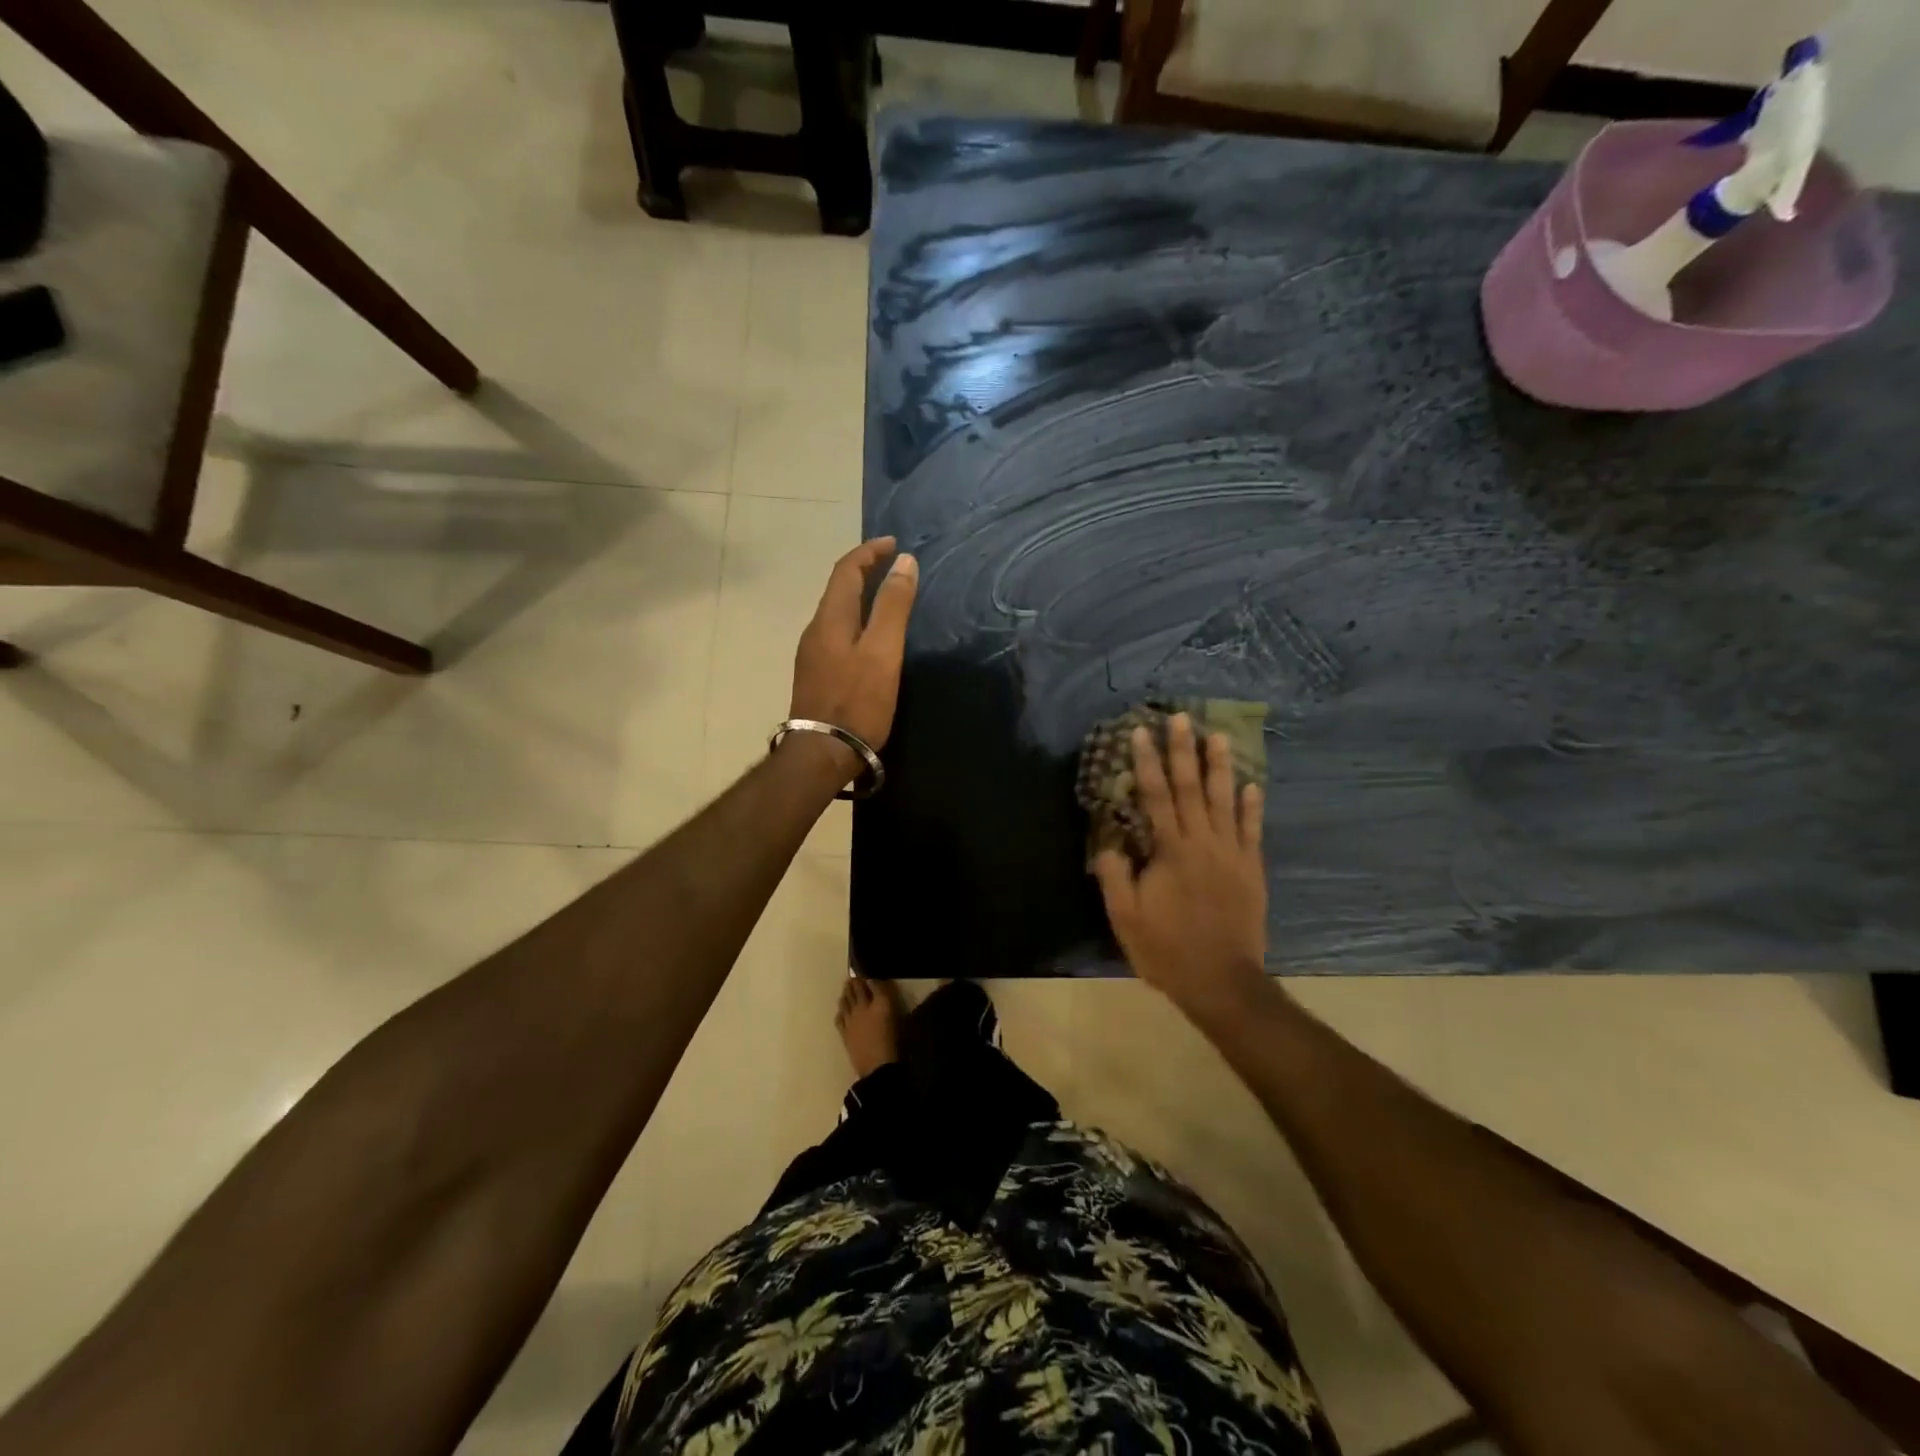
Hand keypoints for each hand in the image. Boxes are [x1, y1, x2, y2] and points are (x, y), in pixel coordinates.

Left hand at [790, 537, 918, 765]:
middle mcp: (815, 630)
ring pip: (836, 613)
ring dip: (860, 597)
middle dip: (864, 572)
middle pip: (838, 590)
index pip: (846, 571)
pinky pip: (836, 634)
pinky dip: (856, 621)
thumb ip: (893, 606)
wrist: (822, 753)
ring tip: (887, 598)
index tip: (894, 543)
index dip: (869, 552)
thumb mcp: (883, 651)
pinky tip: (870, 637)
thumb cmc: (857, 701)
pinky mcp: (817, 676)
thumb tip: (904, 561)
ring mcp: (812, 655)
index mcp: (830, 619)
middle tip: (894, 568)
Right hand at [1093, 714, 1270, 1027]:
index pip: (1156, 796)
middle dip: (1183, 750)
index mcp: (1171, 850)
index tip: (1141, 732)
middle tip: (1181, 717)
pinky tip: (1252, 785)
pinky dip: (1251, 806)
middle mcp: (1203, 843)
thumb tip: (1111, 843)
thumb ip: (1116, 875)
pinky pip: (1252, 830)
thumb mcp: (1126, 917)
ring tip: (1218, 735)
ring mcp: (1232, 854)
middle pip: (1192, 787)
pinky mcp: (1251, 870)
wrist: (1222, 981)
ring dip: (1220, 766)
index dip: (1146, 762)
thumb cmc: (1167, 949)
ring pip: (1225, 800)